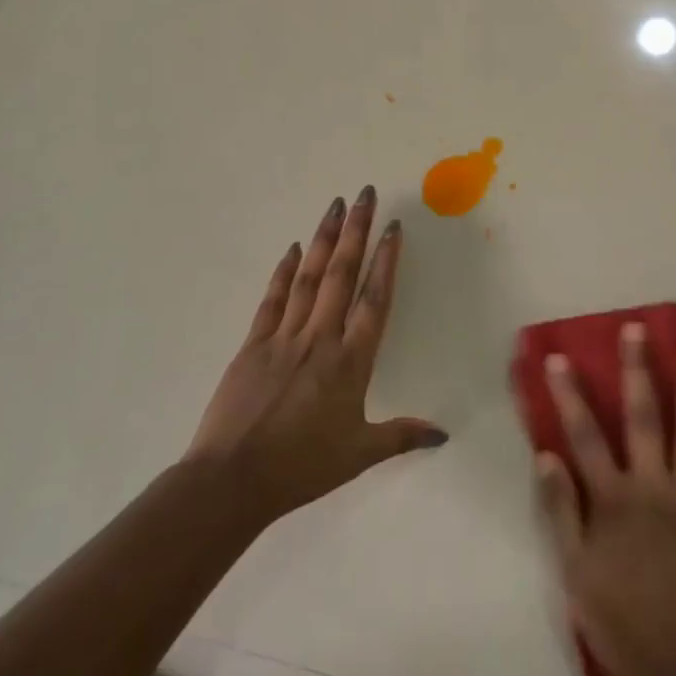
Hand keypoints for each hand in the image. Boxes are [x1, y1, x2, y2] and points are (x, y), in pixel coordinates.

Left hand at [187, 187, 444, 521]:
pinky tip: (294, 248)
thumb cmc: (301, 468)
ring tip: (334, 205)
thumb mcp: (359, 455)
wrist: (231, 481)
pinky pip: (272, 299)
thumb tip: (444, 434)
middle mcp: (319, 338)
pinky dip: (284, 271)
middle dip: (355, 231)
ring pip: (309, 278)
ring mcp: (283, 337)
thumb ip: (402, 436)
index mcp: (350, 362)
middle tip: (364, 194)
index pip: (374, 300)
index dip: (385, 261)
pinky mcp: (253, 344)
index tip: (392, 227)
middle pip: (342, 275)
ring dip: (324, 239)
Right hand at [533, 322, 675, 675]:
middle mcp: (653, 486)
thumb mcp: (573, 570)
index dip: (569, 394)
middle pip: (643, 416)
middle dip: (637, 369)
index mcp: (613, 497)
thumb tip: (546, 454)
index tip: (557, 357)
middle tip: (637, 330)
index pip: (584, 434)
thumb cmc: (618, 618)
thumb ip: (560, 510)